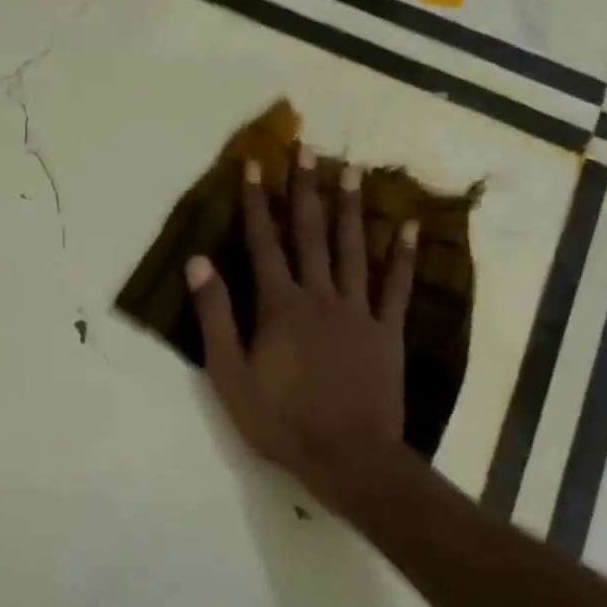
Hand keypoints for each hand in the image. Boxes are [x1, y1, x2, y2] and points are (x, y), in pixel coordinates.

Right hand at [187, 147, 416, 510]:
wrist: (348, 457)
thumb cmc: (280, 419)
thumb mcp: (229, 374)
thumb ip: (215, 316)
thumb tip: (199, 263)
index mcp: (279, 306)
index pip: (263, 243)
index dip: (257, 203)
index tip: (254, 165)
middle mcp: (320, 296)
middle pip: (311, 234)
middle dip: (306, 190)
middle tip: (307, 149)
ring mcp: (358, 311)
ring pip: (354, 249)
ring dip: (351, 208)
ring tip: (352, 170)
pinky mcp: (387, 331)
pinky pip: (396, 286)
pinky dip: (402, 255)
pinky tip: (407, 226)